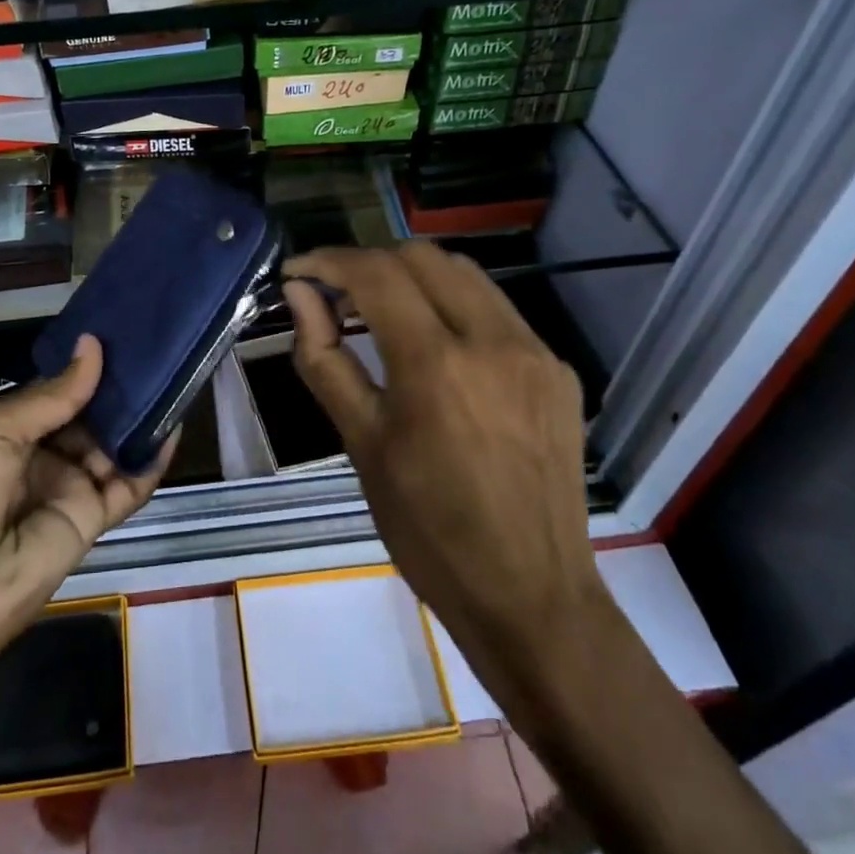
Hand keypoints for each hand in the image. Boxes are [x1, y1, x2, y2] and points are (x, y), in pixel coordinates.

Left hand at [0, 336, 173, 674]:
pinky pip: (128, 487)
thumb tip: (94, 346)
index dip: (84, 366)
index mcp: (7, 430)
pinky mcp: (91, 522)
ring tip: (173, 378)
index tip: (120, 332)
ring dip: (139, 419)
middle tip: (157, 348)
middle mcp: (41, 456)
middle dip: (117, 388)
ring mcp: (67, 489)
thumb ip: (52, 394)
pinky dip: (151, 461)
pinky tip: (173, 428)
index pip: (57, 391)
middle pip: (89, 417)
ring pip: (112, 447)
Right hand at [282, 245, 604, 699]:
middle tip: (337, 298)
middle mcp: (493, 341)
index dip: (328, 261)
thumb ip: (325, 359)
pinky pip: (497, 311)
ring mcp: (535, 352)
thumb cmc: (428, 530)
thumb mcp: (362, 445)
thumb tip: (299, 295)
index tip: (298, 271)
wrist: (532, 597)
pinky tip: (438, 350)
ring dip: (414, 278)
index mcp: (436, 365)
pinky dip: (453, 308)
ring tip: (382, 314)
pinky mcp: (557, 371)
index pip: (376, 274)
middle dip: (370, 263)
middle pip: (421, 256)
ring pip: (464, 274)